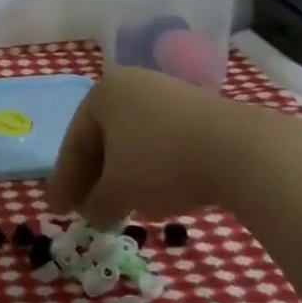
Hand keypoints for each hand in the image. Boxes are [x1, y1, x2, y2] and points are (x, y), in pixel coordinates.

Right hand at [47, 66, 279, 228]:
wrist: (244, 152)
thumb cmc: (162, 162)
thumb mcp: (119, 190)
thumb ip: (97, 204)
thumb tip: (92, 216)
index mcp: (102, 93)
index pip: (74, 142)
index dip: (65, 181)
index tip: (58, 211)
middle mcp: (131, 85)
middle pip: (103, 140)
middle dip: (95, 178)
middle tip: (87, 210)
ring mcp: (169, 95)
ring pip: (134, 142)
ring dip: (125, 176)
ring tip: (124, 207)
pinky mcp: (202, 112)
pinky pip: (164, 143)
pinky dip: (154, 170)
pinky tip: (160, 195)